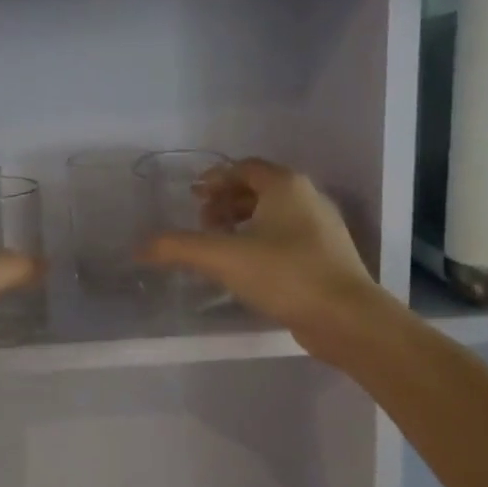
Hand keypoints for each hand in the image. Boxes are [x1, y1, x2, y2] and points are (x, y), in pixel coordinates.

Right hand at [141, 159, 385, 362]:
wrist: (347, 318)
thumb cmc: (285, 274)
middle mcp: (307, 198)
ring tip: (219, 245)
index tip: (193, 196)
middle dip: (226, 201)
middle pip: (258, 188)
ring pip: (273, 214)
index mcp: (285, 186)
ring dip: (242, 222)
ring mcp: (321, 228)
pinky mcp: (326, 256)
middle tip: (202, 223)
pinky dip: (261, 241)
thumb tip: (140, 247)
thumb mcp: (223, 258)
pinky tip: (246, 267)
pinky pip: (286, 237)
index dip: (215, 179)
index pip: (244, 168)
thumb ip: (179, 248)